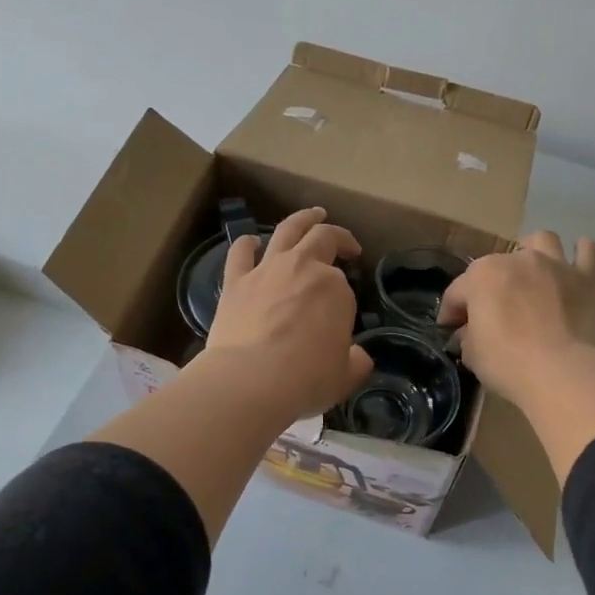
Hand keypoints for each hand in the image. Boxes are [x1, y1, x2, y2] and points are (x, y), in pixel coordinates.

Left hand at [202, 207, 371, 418]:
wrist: (252, 380)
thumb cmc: (307, 378)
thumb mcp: (346, 376)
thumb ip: (356, 361)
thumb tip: (359, 357)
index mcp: (335, 288)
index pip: (343, 286)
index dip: (344, 297)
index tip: (343, 312)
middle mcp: (303, 268)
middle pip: (323, 238)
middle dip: (337, 237)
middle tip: (345, 243)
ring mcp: (267, 270)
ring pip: (287, 230)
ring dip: (302, 219)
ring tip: (312, 214)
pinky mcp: (235, 282)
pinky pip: (240, 253)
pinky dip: (247, 243)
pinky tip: (251, 241)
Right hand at [437, 231, 594, 405]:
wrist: (563, 374)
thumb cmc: (509, 364)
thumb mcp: (472, 355)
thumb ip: (467, 336)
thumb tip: (469, 333)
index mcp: (482, 276)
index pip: (457, 292)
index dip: (451, 313)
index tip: (451, 330)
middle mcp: (517, 259)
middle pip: (495, 266)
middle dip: (488, 287)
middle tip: (491, 314)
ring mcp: (555, 264)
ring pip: (541, 241)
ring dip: (533, 253)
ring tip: (531, 275)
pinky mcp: (586, 278)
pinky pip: (587, 251)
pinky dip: (580, 255)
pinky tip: (574, 269)